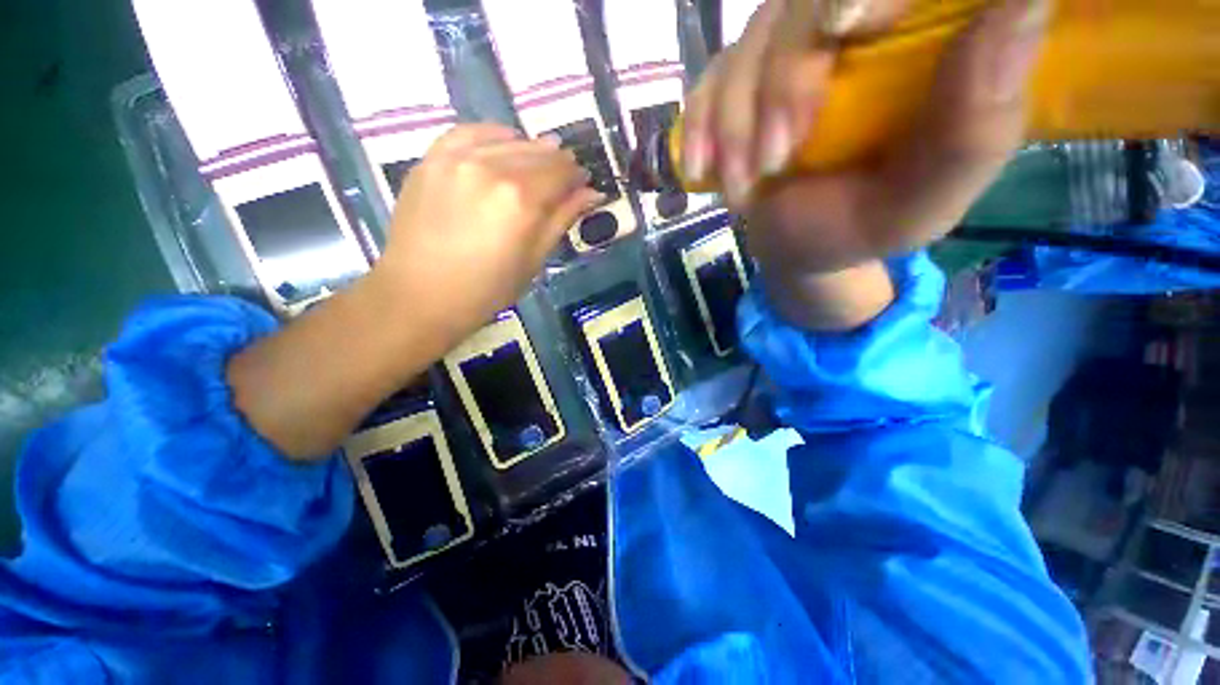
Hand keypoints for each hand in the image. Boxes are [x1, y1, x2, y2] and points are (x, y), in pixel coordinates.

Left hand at [377, 124, 602, 343]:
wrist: (421, 294)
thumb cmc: (487, 289)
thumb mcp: (534, 261)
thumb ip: (562, 220)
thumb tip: (591, 193)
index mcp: (521, 200)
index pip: (561, 172)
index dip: (577, 176)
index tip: (584, 182)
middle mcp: (492, 168)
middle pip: (537, 152)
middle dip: (558, 162)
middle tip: (566, 175)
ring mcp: (457, 158)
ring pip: (507, 138)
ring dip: (530, 148)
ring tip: (539, 161)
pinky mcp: (432, 158)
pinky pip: (469, 132)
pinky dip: (493, 134)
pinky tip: (503, 143)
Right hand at [683, 0, 1050, 274]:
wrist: (796, 243)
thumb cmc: (860, 227)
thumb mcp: (920, 205)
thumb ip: (973, 132)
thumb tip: (1021, 7)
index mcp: (930, 44)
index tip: (845, 28)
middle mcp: (864, 24)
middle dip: (785, 81)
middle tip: (776, 160)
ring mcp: (794, 45)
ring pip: (755, 39)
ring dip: (737, 123)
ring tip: (747, 187)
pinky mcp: (744, 78)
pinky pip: (710, 79)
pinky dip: (699, 126)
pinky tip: (703, 168)